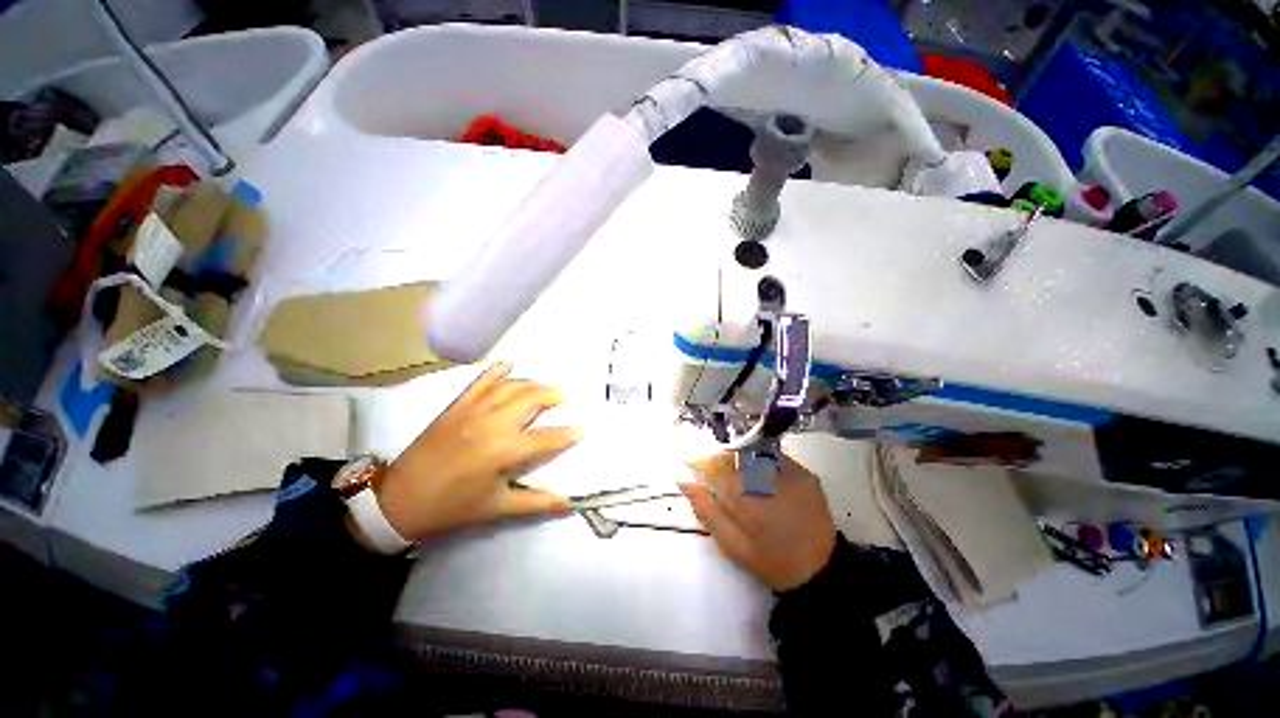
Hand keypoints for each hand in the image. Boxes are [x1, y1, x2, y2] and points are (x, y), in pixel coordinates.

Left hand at [373, 361, 579, 541]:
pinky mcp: (457, 406)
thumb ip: (537, 503)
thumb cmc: (452, 507)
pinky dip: (496, 370)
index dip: (570, 433)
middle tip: (567, 398)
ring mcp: (473, 410)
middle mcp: (494, 423)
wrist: (399, 500)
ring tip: (546, 387)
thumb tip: (570, 505)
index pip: (549, 437)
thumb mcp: (497, 509)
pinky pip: (480, 382)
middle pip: (533, 399)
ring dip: (533, 383)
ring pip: (511, 386)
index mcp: (505, 450)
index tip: (585, 429)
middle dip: (555, 396)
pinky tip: (509, 362)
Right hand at [680, 453, 836, 591]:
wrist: (818, 570)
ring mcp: (791, 473)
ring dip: (740, 458)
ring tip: (737, 474)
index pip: (716, 465)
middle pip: (735, 454)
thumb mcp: (731, 544)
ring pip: (754, 452)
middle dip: (720, 458)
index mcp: (747, 498)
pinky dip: (760, 460)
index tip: (692, 462)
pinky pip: (774, 456)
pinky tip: (759, 476)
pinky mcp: (805, 474)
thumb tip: (685, 482)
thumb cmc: (769, 559)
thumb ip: (706, 510)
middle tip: (715, 471)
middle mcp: (769, 479)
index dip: (702, 460)